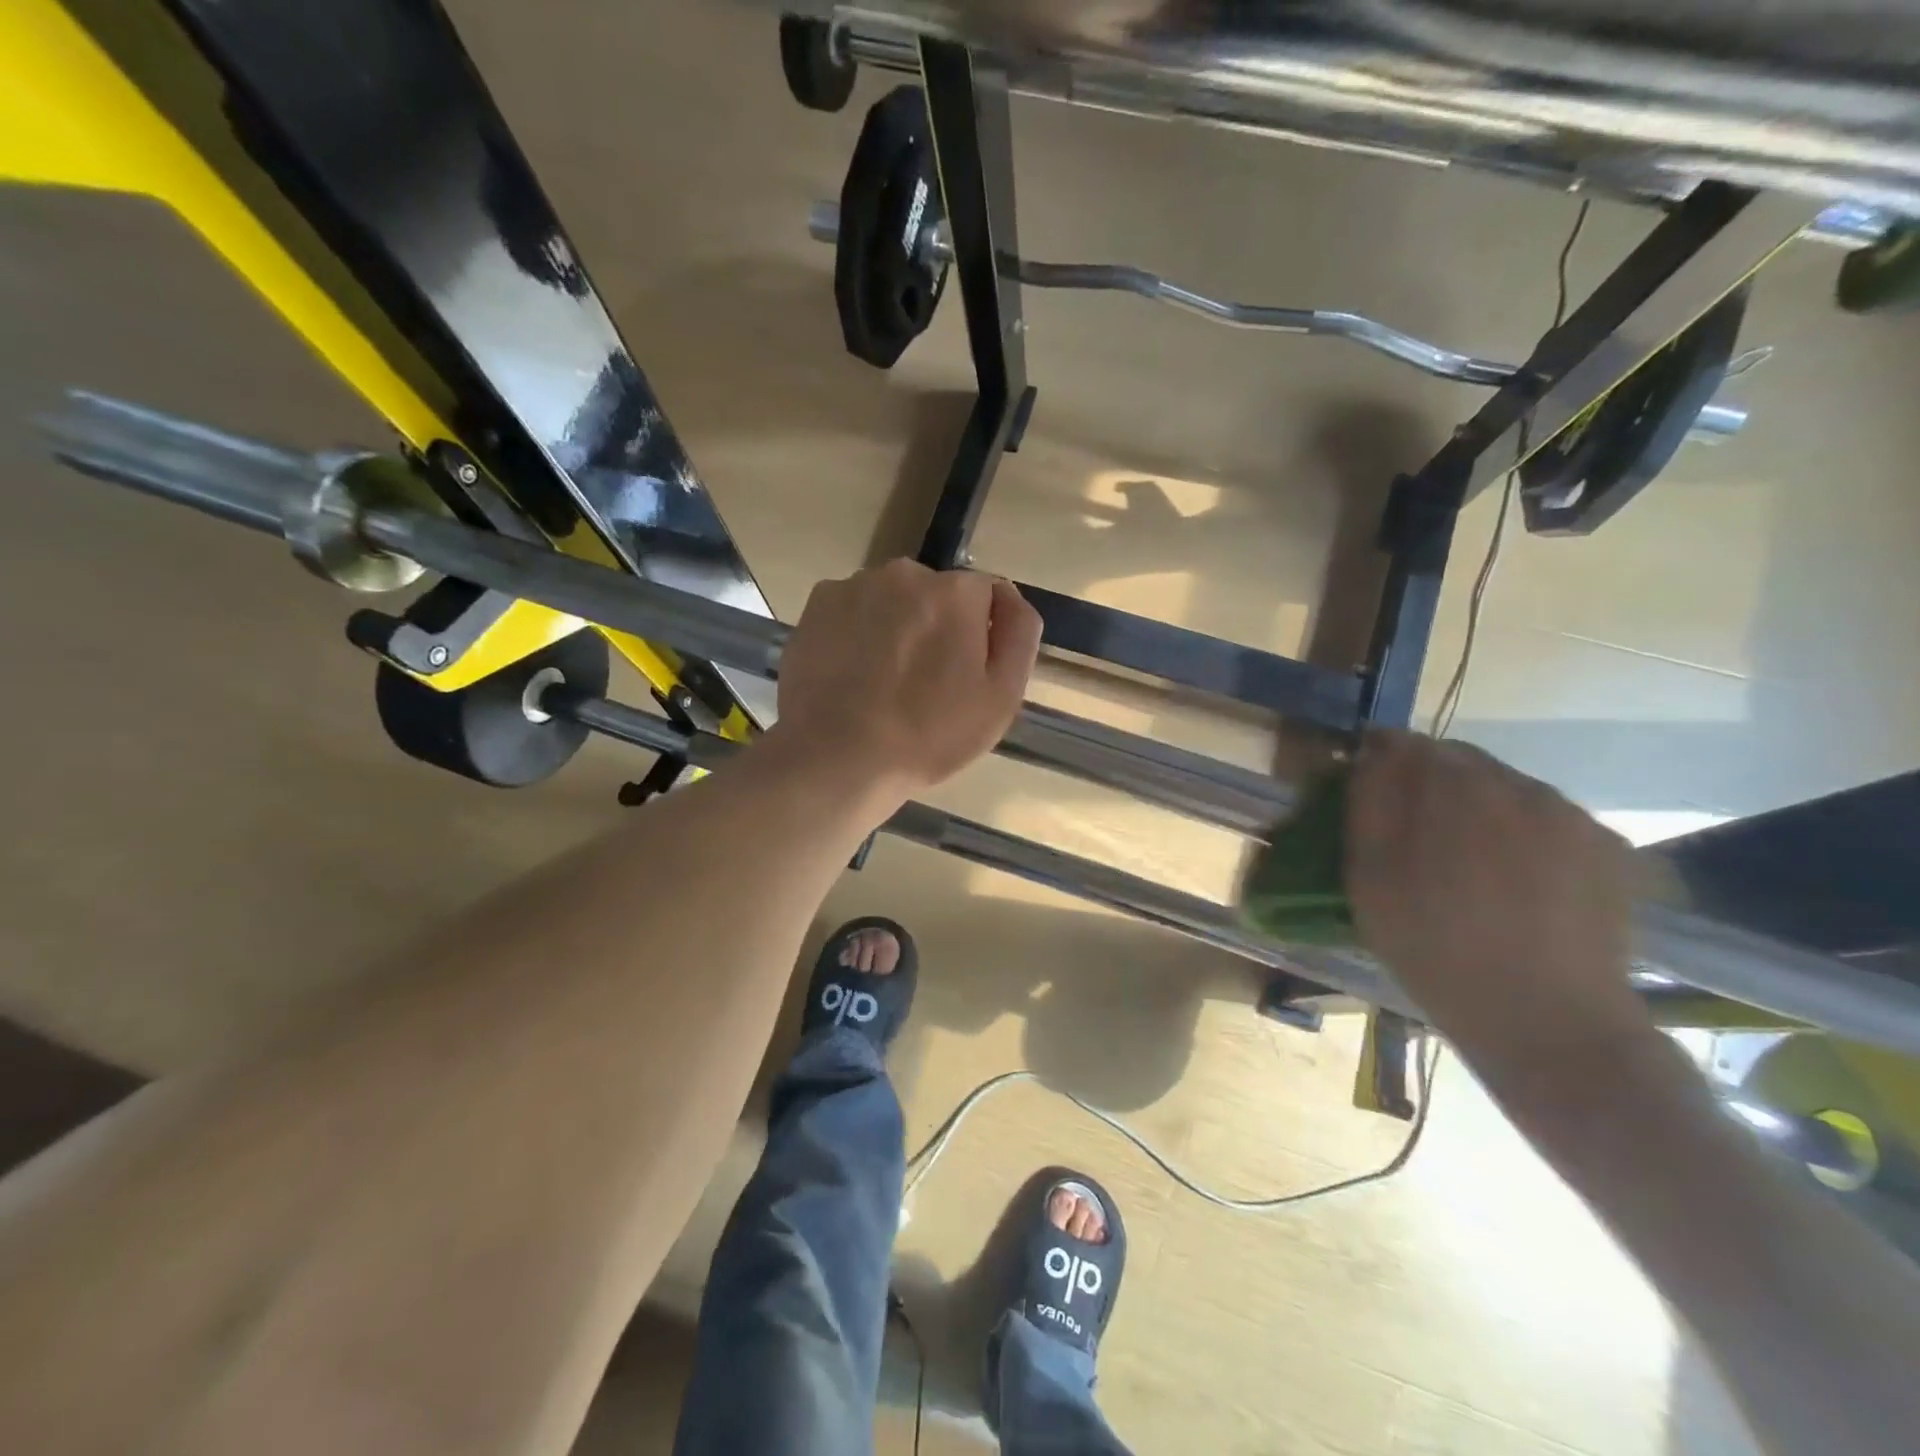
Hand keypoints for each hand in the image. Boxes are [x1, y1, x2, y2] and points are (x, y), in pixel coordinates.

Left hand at [772, 559, 1041, 811]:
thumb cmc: (930, 735)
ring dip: (895, 627)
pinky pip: (852, 610)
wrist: (838, 758)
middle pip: (935, 594)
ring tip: (882, 682)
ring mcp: (854, 585)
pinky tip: (851, 674)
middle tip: (924, 684)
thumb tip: (1009, 597)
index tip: (965, 675)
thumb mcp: (1002, 697)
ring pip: (891, 600)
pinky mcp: (817, 605)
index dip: (980, 636)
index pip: (985, 596)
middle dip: (936, 626)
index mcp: (956, 592)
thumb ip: (1019, 634)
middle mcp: (905, 573)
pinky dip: (856, 632)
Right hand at [1345, 732, 1648, 1074]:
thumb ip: (1368, 805)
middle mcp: (1515, 783)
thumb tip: (1371, 758)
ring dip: (1479, 808)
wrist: (1548, 1021)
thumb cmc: (1435, 949)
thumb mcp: (1369, 879)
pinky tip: (1518, 879)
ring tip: (1470, 861)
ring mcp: (1569, 812)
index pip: (1402, 744)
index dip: (1380, 761)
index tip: (1370, 791)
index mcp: (1450, 786)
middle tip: (1417, 833)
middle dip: (1430, 784)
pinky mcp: (1608, 845)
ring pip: (1505, 787)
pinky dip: (1524, 833)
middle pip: (1457, 761)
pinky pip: (1548, 818)